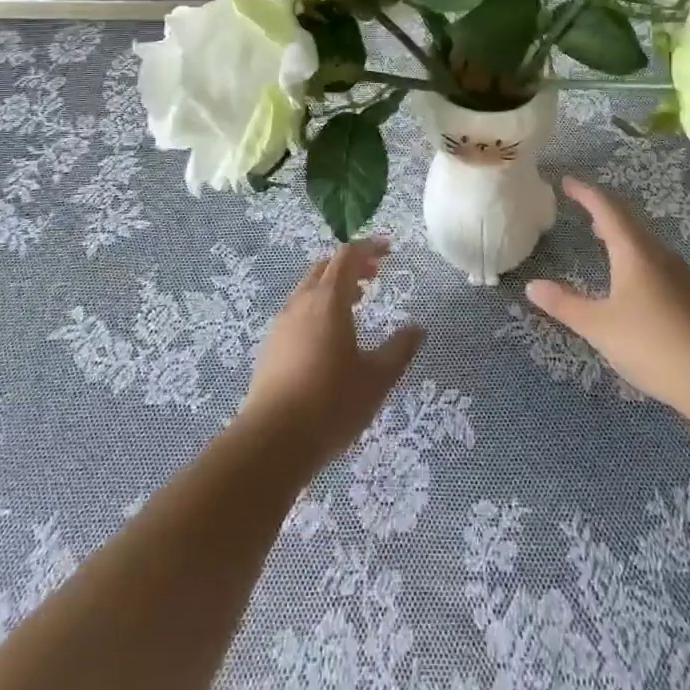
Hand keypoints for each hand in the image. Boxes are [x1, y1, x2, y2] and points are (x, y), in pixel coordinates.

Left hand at [235, 238, 424, 479]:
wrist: (272, 441)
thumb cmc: (331, 404)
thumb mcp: (376, 379)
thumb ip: (399, 350)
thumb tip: (418, 329)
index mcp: (328, 300)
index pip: (347, 256)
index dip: (369, 247)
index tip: (389, 249)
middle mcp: (302, 302)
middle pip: (325, 266)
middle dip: (351, 265)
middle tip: (375, 276)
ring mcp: (282, 323)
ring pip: (309, 288)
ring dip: (333, 285)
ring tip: (356, 303)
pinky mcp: (271, 345)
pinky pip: (298, 309)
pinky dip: (318, 306)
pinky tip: (329, 335)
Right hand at [525, 178, 689, 417]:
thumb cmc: (653, 344)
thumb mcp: (600, 326)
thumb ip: (566, 305)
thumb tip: (533, 286)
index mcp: (634, 251)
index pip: (606, 208)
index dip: (585, 193)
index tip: (567, 182)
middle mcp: (658, 254)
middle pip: (628, 220)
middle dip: (603, 209)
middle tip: (581, 206)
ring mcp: (679, 274)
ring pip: (644, 241)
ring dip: (620, 232)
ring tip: (601, 237)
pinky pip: (655, 259)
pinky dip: (635, 254)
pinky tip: (631, 277)